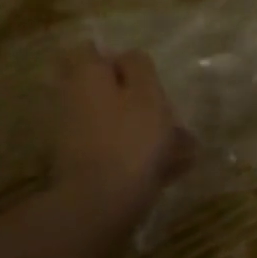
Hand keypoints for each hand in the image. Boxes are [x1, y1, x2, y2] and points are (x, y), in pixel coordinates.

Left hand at [52, 45, 194, 216]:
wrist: (98, 207)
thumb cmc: (129, 138)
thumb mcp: (146, 91)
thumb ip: (139, 66)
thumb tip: (127, 57)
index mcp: (86, 76)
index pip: (91, 50)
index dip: (117, 58)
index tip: (143, 72)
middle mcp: (73, 101)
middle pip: (104, 88)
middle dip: (133, 96)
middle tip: (166, 110)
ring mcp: (74, 136)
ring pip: (114, 121)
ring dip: (142, 128)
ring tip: (182, 147)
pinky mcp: (82, 167)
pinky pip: (115, 150)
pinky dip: (138, 155)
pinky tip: (171, 170)